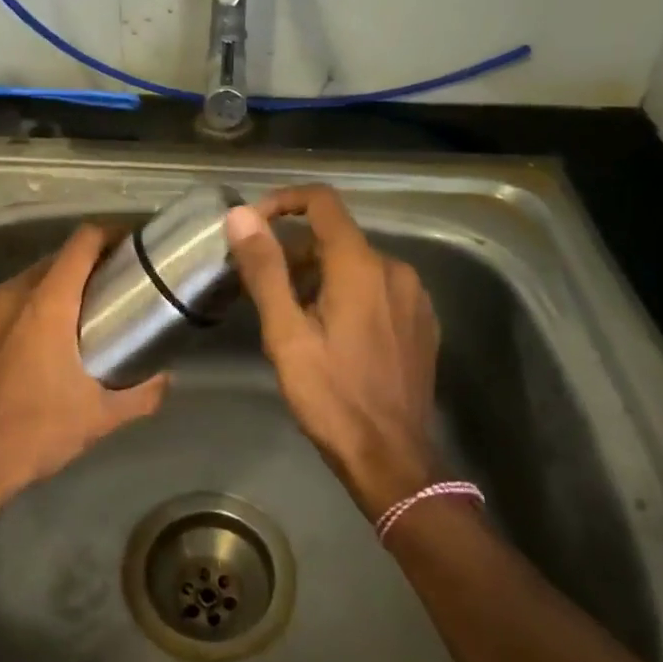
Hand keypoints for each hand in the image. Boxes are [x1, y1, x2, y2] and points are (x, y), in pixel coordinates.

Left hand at [0, 224, 167, 507]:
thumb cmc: (30, 436)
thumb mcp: (98, 419)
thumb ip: (141, 394)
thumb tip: (165, 378)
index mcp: (46, 303)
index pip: (82, 243)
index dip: (108, 234)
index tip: (128, 245)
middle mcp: (6, 294)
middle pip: (51, 263)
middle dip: (79, 271)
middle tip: (102, 296)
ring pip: (17, 287)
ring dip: (42, 296)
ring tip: (59, 327)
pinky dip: (7, 321)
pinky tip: (12, 356)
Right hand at [225, 185, 439, 518]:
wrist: (393, 459)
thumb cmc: (332, 397)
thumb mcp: (286, 334)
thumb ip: (265, 269)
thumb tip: (241, 216)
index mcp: (360, 265)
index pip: (322, 202)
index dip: (284, 201)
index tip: (254, 226)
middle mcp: (394, 269)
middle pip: (336, 236)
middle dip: (296, 251)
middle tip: (266, 287)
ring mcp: (414, 296)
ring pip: (357, 263)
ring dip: (321, 275)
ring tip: (294, 316)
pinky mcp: (421, 321)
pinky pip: (378, 287)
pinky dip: (349, 293)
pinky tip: (333, 334)